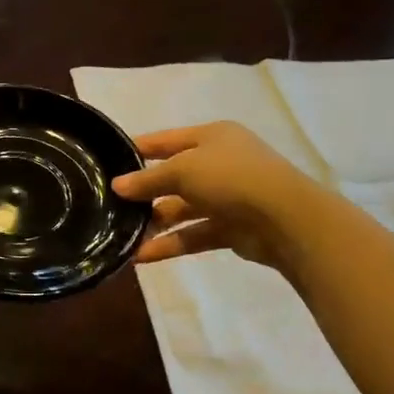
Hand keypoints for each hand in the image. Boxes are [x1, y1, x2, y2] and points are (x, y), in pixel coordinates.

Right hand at [110, 122, 313, 269]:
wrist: (285, 218)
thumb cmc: (230, 178)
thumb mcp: (182, 170)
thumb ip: (148, 179)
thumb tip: (117, 185)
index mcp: (211, 137)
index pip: (166, 140)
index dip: (138, 149)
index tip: (108, 161)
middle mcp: (219, 163)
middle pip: (173, 177)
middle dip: (145, 193)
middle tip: (111, 205)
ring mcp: (227, 197)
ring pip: (182, 209)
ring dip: (154, 223)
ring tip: (122, 236)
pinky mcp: (231, 228)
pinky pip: (194, 234)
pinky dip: (170, 244)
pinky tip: (142, 256)